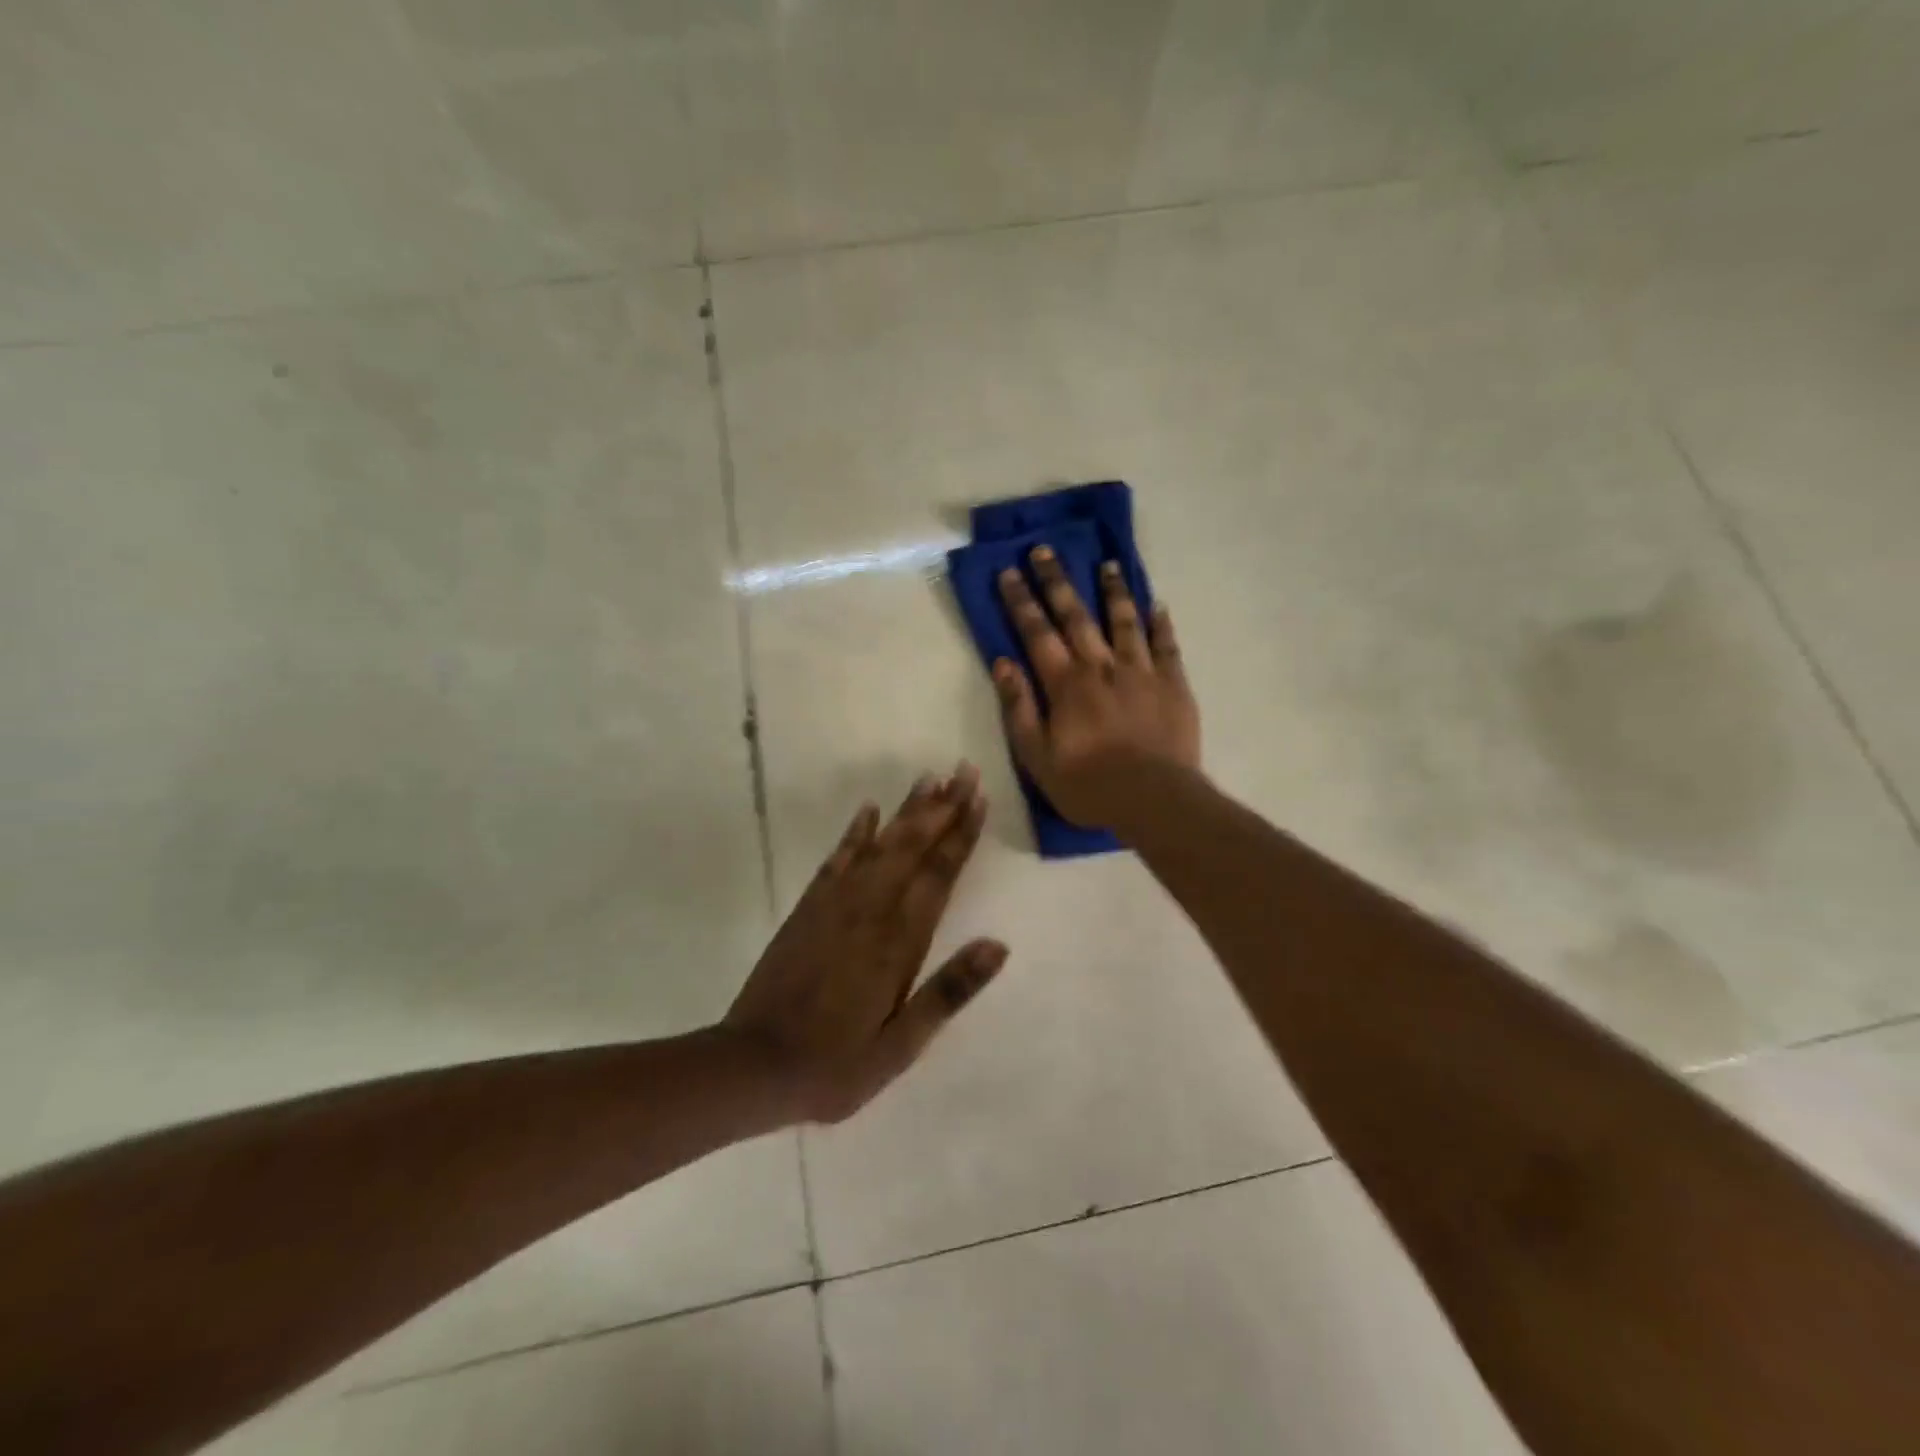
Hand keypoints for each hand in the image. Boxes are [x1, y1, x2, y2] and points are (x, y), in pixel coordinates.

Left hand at [723, 765, 1003, 1124]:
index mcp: (899, 942)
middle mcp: (870, 910)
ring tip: (929, 778)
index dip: (961, 835)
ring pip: (879, 845)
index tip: (979, 799)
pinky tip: (868, 811)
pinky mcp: (808, 908)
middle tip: (964, 770)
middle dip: (941, 807)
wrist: (754, 1065)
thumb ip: (949, 991)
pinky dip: (854, 832)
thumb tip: (999, 945)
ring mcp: (835, 905)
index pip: (939, 875)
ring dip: (906, 811)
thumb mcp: (902, 1044)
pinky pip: (837, 859)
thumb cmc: (837, 1064)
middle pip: (912, 847)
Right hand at [993, 546, 1200, 826]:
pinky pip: (1166, 646)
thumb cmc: (1088, 784)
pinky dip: (1160, 624)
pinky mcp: (1173, 684)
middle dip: (1057, 581)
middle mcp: (1101, 666)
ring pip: (1124, 621)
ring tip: (1107, 564)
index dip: (1020, 602)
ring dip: (1113, 591)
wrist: (1154, 800)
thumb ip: (1019, 707)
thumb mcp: (1037, 756)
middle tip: (1045, 550)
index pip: (1037, 633)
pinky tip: (1157, 605)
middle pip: (1076, 616)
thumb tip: (1003, 664)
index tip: (1008, 572)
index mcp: (1066, 684)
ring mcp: (1141, 672)